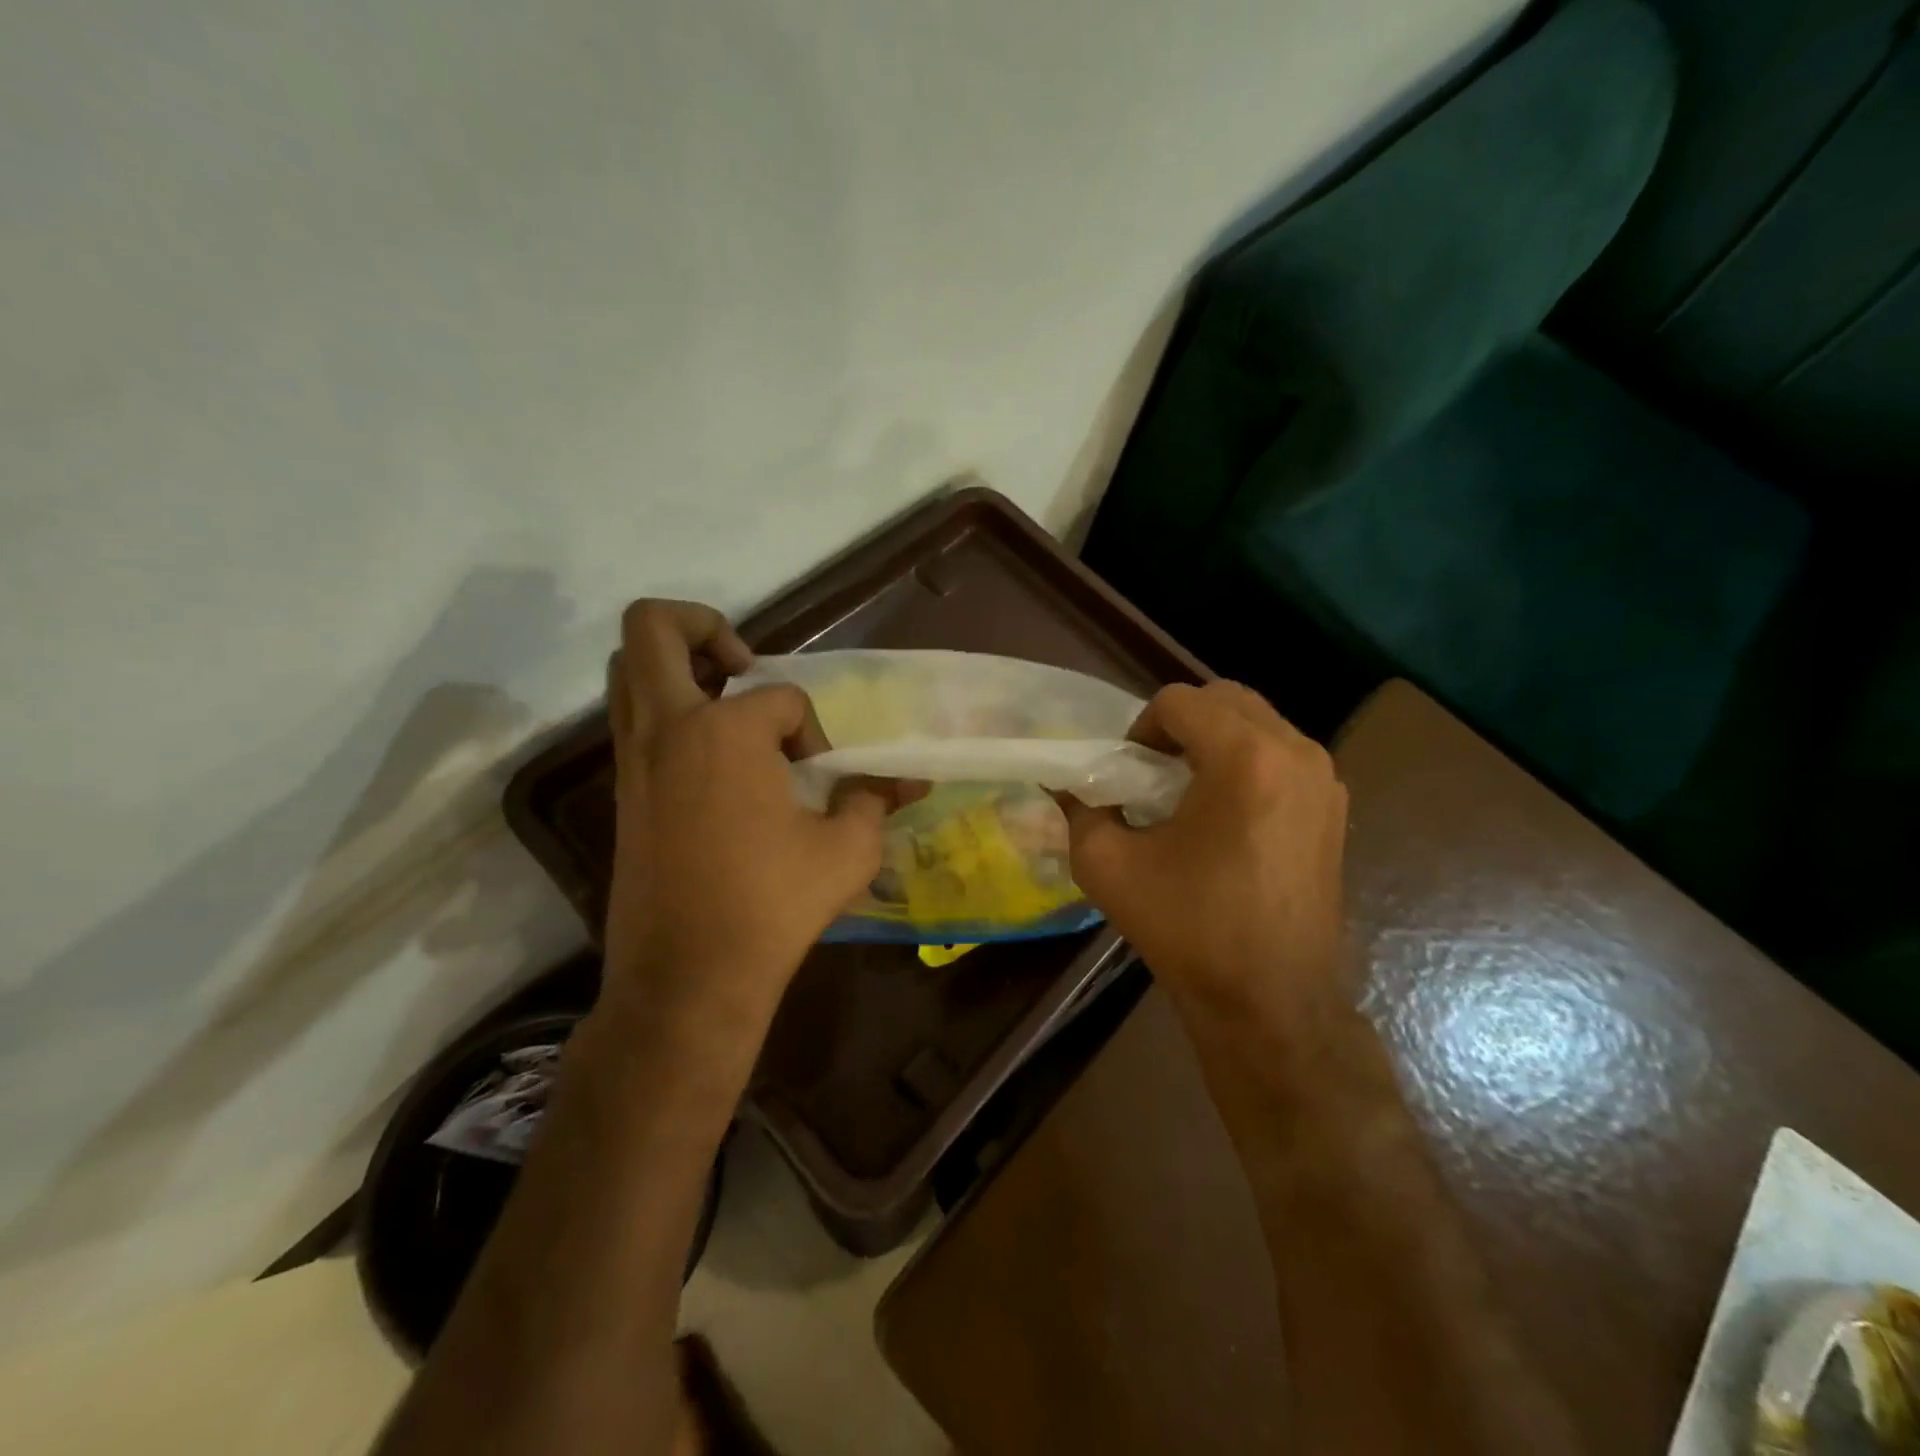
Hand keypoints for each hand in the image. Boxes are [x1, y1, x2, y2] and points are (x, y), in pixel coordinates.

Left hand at [600, 601, 887, 1048]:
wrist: (688, 976)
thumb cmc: (772, 905)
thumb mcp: (847, 850)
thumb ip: (874, 801)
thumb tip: (908, 782)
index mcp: (726, 732)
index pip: (782, 699)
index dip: (811, 730)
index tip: (820, 778)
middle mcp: (668, 728)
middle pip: (653, 630)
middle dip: (701, 625)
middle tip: (742, 662)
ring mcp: (634, 759)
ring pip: (627, 672)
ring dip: (676, 667)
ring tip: (727, 702)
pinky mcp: (622, 792)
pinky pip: (634, 721)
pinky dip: (668, 713)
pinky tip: (715, 758)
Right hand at [1060, 682, 1349, 1015]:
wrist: (1270, 999)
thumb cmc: (1187, 928)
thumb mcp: (1108, 865)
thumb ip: (1081, 809)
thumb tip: (1066, 782)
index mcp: (1244, 758)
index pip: (1180, 701)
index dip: (1141, 728)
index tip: (1129, 774)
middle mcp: (1295, 752)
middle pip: (1225, 699)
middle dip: (1180, 725)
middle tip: (1154, 773)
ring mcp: (1325, 778)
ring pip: (1258, 723)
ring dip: (1215, 740)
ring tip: (1189, 793)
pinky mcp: (1335, 806)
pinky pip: (1282, 754)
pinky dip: (1248, 762)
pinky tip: (1227, 816)